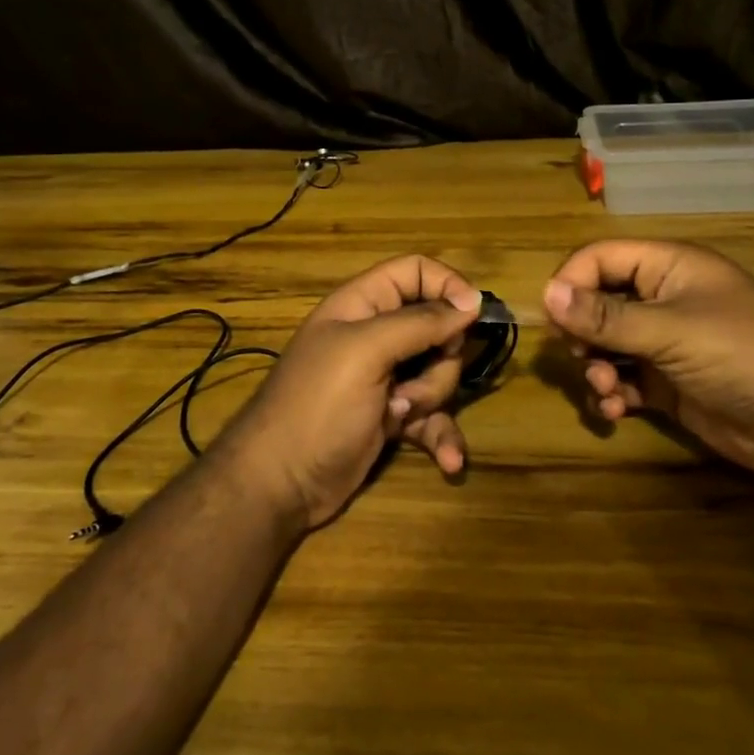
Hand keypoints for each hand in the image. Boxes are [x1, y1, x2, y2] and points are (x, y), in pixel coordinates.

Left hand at [214, 255, 482, 531]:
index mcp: (362, 304)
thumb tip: (472, 300)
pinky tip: (448, 462)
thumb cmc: (319, 404)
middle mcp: (375, 335)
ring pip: (439, 373)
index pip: (414, 271)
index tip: (473, 313)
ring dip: (432, 398)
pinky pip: (434, 417)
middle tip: (415, 377)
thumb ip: (420, 322)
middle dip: (440, 357)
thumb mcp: (366, 352)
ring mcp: (385, 378)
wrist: (280, 482)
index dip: (447, 285)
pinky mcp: (392, 417)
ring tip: (399, 415)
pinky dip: (442, 436)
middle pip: (436, 326)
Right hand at [542, 240, 753, 482]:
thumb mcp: (672, 331)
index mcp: (667, 267)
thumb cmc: (743, 354)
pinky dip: (612, 393)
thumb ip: (606, 316)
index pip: (600, 258)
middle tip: (577, 356)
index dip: (571, 282)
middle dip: (581, 332)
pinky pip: (623, 379)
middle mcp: (662, 298)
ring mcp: (665, 342)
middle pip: (596, 302)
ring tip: (604, 389)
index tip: (553, 319)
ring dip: (594, 367)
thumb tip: (545, 293)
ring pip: (605, 345)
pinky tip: (615, 411)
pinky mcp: (668, 382)